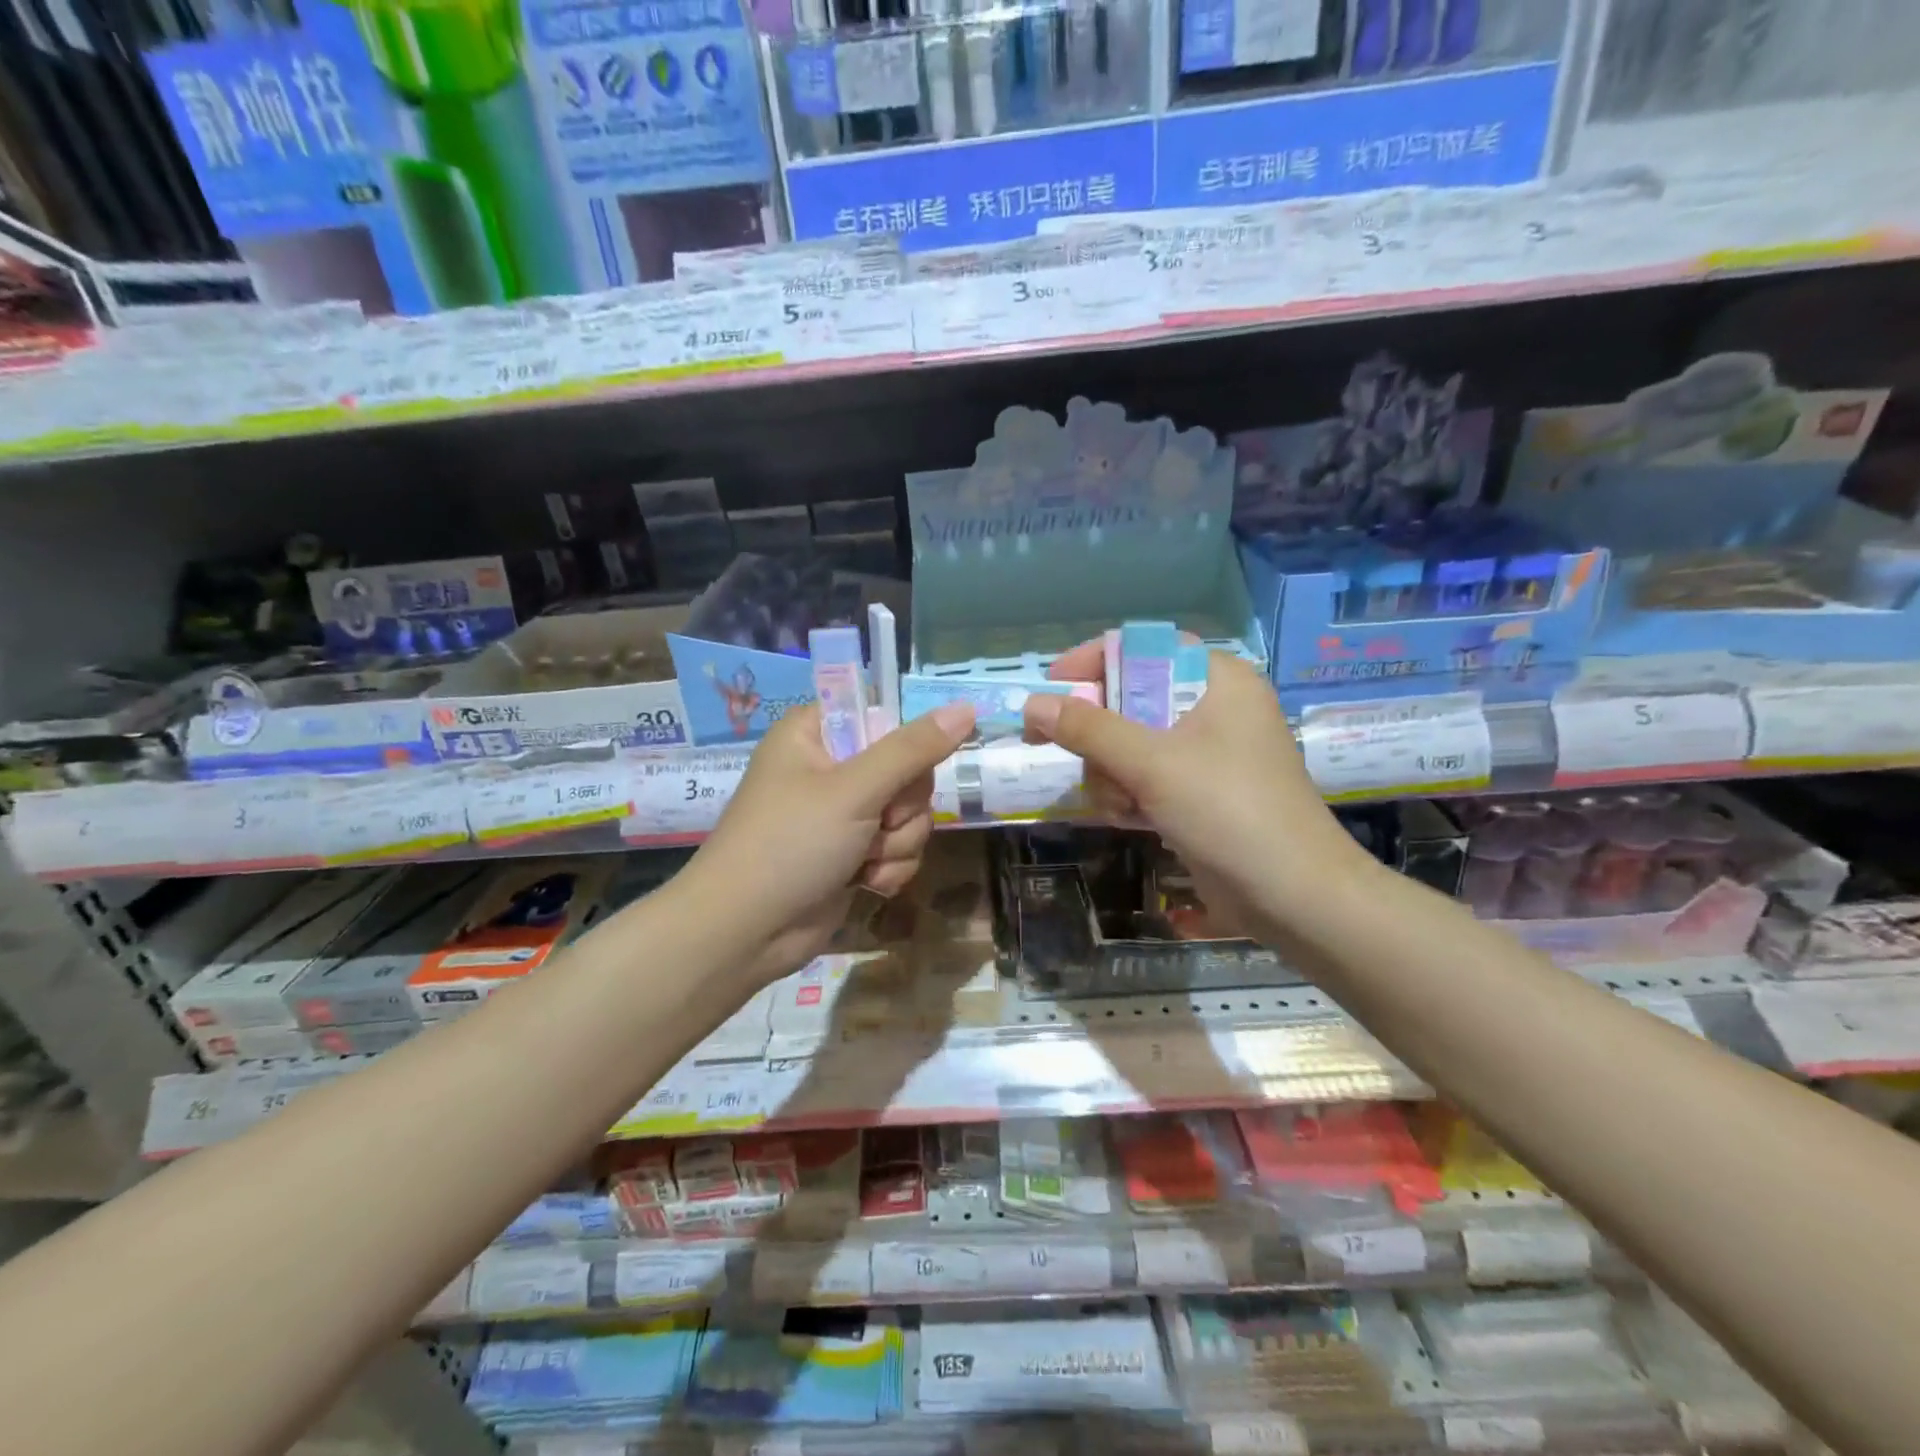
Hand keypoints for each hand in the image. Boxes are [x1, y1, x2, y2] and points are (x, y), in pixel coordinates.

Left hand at [681, 701, 975, 984]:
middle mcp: (831, 767)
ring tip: (863, 861)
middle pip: (907, 769)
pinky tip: (865, 883)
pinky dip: (889, 867)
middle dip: (902, 807)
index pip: (884, 716)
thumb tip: (967, 707)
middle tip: (879, 822)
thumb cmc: (790, 844)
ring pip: (909, 814)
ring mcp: (843, 813)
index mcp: (816, 733)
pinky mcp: (853, 853)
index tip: (906, 770)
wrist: (746, 933)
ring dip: (897, 843)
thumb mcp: (855, 790)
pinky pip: (899, 847)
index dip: (905, 744)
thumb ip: (914, 750)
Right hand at [1025, 641, 1369, 932]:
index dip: (1093, 662)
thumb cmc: (1229, 811)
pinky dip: (1131, 794)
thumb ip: (1089, 730)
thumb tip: (1032, 704)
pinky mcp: (1201, 791)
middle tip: (1077, 757)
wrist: (1294, 896)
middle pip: (1130, 699)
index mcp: (1217, 679)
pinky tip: (1133, 820)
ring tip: (1124, 806)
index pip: (1143, 648)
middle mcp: (1214, 707)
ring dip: (1113, 775)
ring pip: (1131, 744)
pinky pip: (1146, 776)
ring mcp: (1208, 753)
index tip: (1050, 686)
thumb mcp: (1152, 764)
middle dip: (1101, 737)